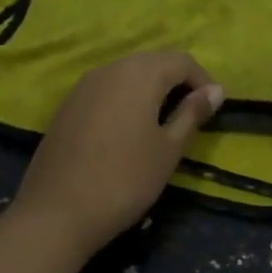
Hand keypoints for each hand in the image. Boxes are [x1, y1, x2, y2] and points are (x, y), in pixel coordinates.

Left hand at [12, 51, 224, 256]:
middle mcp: (110, 69)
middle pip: (152, 62)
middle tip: (191, 115)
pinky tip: (127, 131)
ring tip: (162, 123)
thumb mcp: (168, 149)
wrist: (56, 212)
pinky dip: (124, 100)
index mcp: (139, 74)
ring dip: (149, 90)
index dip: (203, 80)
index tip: (213, 109)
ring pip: (126, 74)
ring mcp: (83, 86)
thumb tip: (215, 90)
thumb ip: (192, 113)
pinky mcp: (67, 105)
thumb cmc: (125, 179)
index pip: (181, 61)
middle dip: (176, 82)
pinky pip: (105, 90)